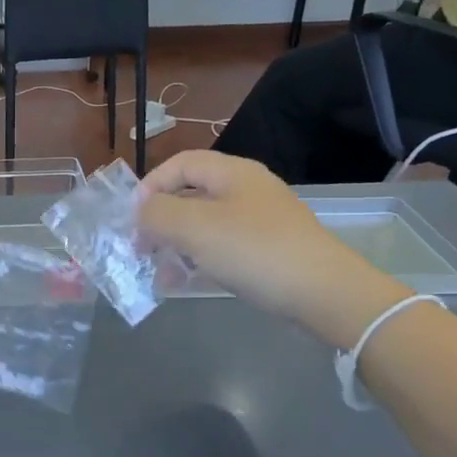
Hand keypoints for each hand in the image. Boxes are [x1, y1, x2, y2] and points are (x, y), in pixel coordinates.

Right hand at [138, 151, 407, 347]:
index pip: (180, 163)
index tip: (132, 217)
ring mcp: (261, 220)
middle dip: (160, 219)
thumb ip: (157, 214)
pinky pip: (223, 246)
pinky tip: (187, 282)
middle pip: (191, 194)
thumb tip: (141, 212)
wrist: (324, 293)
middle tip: (141, 247)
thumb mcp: (195, 228)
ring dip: (176, 244)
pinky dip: (199, 259)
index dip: (150, 185)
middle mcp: (247, 190)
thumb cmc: (254, 251)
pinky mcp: (269, 249)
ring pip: (205, 224)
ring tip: (160, 271)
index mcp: (232, 173)